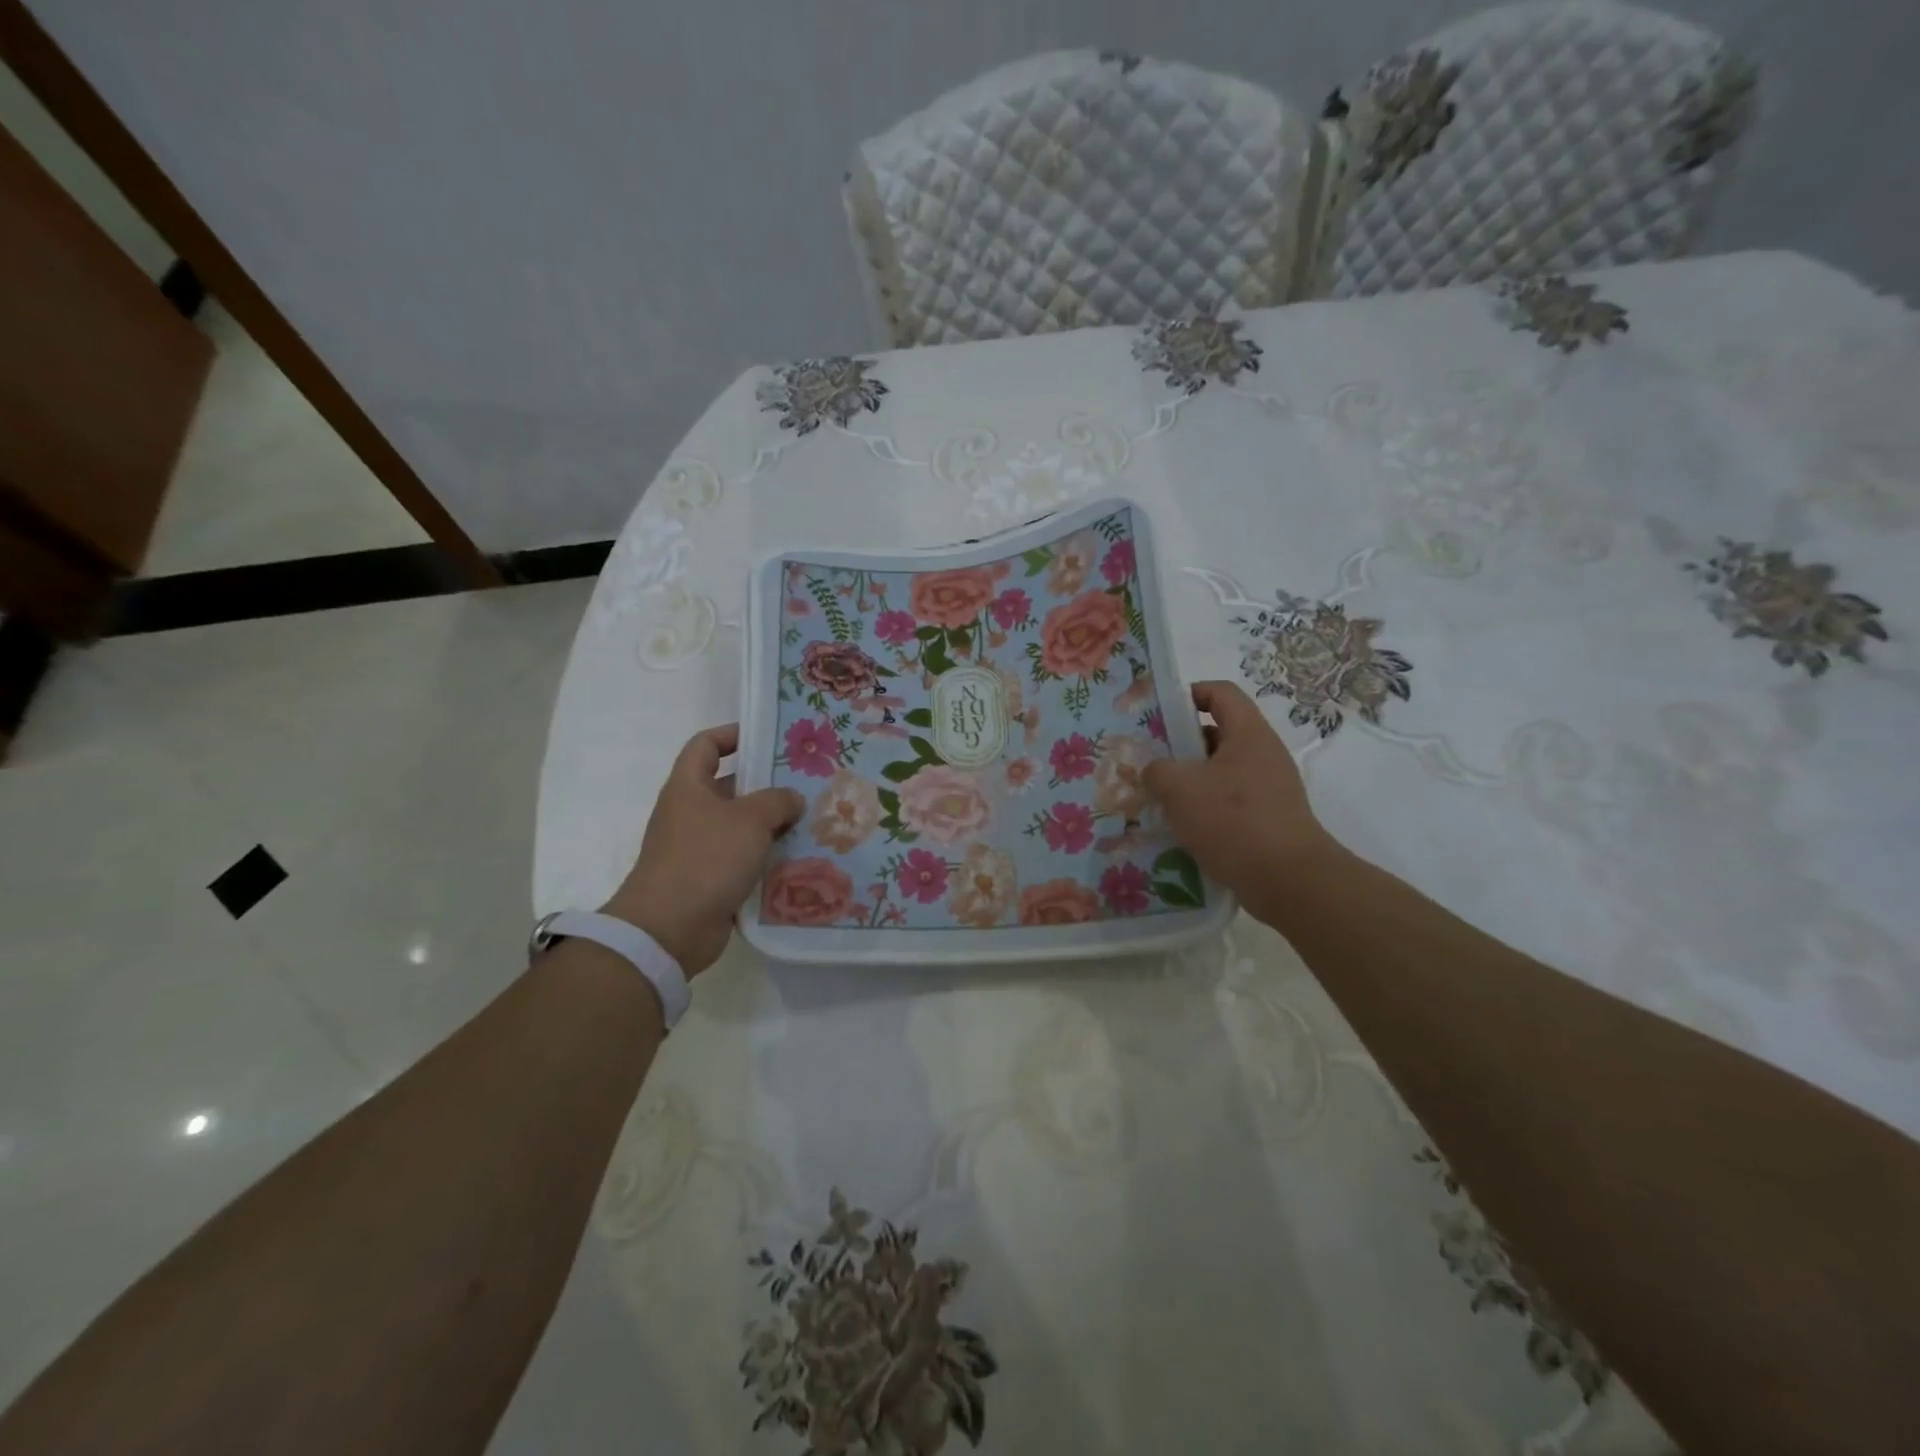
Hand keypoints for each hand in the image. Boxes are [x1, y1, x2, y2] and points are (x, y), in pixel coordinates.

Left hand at [601, 724, 804, 975]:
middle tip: (807, 781)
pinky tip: (800, 858)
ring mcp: (699, 849)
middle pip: (730, 787)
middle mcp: (690, 813)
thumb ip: (777, 800)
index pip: (706, 745)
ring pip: (741, 827)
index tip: (766, 735)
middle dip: (767, 784)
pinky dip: (767, 859)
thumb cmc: (705, 858)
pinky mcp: (710, 880)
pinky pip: (744, 860)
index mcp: (688, 787)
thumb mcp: (749, 819)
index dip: (732, 734)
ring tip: (812, 820)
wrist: (669, 928)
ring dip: (773, 825)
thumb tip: (792, 799)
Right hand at [1142, 681, 1332, 920]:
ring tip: (1159, 796)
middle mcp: (1263, 753)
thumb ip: (1157, 770)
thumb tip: (1155, 770)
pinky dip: (1206, 807)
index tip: (1159, 712)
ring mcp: (1270, 787)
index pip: (1220, 692)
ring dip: (1190, 779)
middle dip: (1181, 743)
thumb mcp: (1179, 789)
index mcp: (1248, 733)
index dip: (1189, 693)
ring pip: (1221, 770)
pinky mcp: (1269, 818)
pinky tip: (1183, 827)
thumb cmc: (1233, 821)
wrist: (1288, 880)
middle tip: (1150, 758)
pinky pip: (1231, 800)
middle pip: (1219, 732)